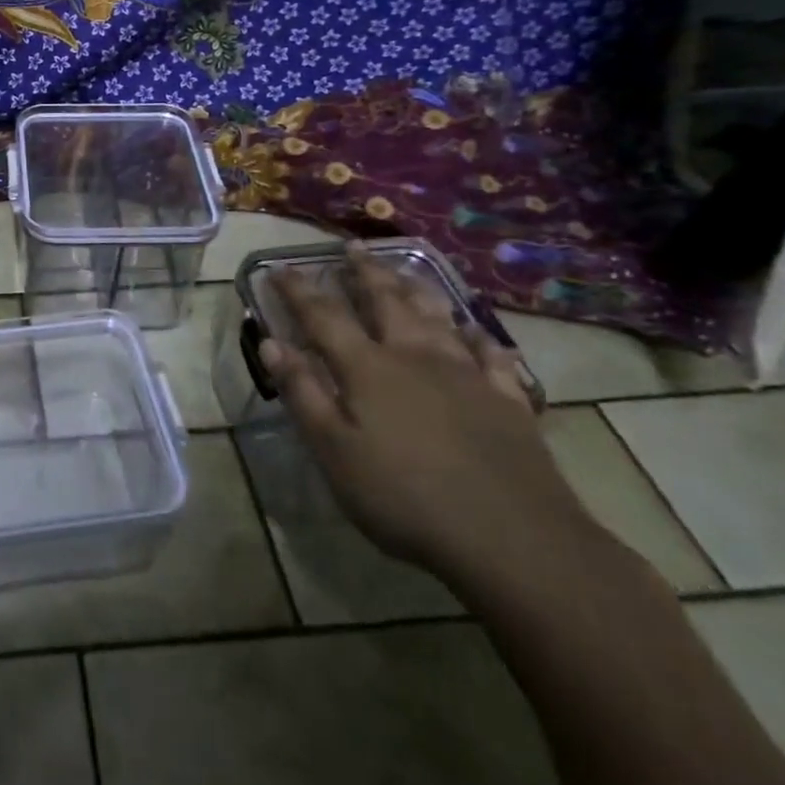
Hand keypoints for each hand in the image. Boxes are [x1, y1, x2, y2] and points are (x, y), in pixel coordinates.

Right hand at [254, 245, 599, 590]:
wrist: (512, 538)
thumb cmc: (404, 497)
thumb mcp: (334, 451)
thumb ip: (303, 393)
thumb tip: (272, 343)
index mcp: (368, 369)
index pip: (324, 317)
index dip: (299, 290)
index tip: (281, 268)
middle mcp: (416, 357)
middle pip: (386, 302)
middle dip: (364, 273)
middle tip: (352, 247)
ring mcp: (468, 375)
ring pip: (437, 316)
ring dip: (415, 289)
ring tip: (404, 270)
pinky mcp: (508, 400)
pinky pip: (491, 354)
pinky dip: (477, 335)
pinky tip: (474, 330)